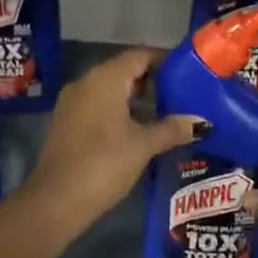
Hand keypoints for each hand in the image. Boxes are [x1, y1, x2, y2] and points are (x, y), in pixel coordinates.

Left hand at [22, 48, 202, 235]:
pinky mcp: (69, 123)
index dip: (166, 60)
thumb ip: (173, 128)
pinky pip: (101, 106)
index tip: (190, 72)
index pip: (141, 55)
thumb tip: (201, 122)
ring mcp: (74, 103)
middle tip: (185, 95)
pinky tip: (144, 130)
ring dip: (140, 99)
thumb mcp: (144, 145)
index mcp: (105, 79)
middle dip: (156, 81)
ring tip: (170, 113)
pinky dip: (123, 112)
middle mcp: (87, 83)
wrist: (55, 202)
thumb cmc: (103, 164)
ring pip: (113, 90)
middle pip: (127, 70)